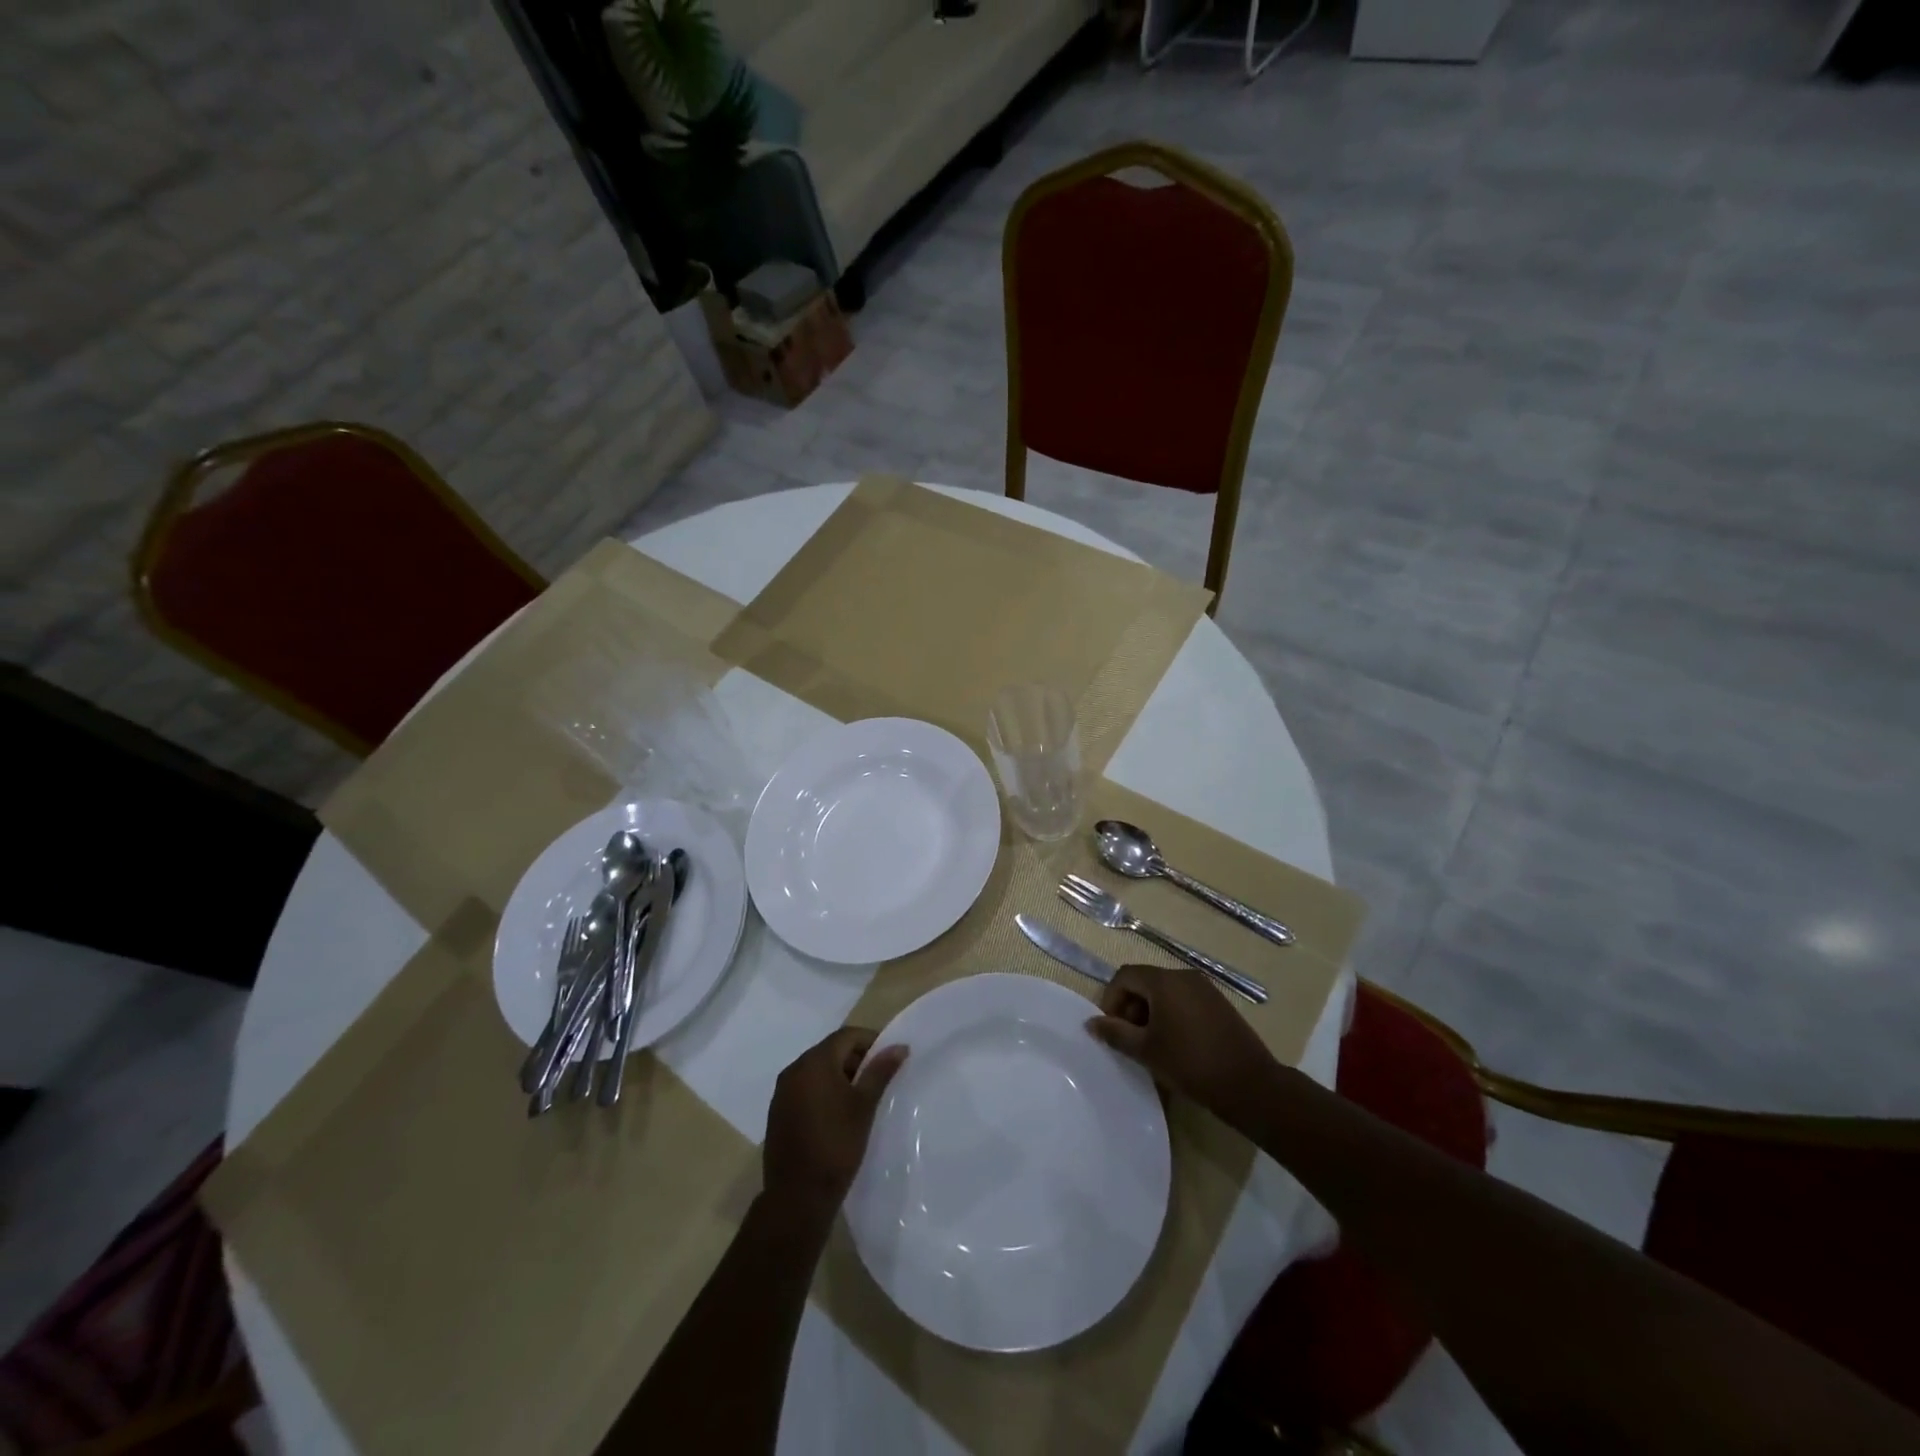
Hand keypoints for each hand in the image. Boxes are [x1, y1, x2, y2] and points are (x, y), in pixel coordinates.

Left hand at [762, 1027, 906, 1226]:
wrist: (797, 1196)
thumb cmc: (836, 1145)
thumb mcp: (864, 1106)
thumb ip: (880, 1071)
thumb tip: (899, 1047)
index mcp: (815, 1062)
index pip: (847, 1036)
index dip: (870, 1042)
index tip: (888, 1060)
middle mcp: (794, 1069)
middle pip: (830, 1050)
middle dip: (855, 1059)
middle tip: (877, 1080)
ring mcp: (782, 1091)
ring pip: (817, 1070)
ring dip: (839, 1075)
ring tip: (860, 1099)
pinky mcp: (777, 1112)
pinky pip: (804, 1088)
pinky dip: (822, 1091)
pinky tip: (836, 1114)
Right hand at [1086, 964, 1279, 1128]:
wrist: (1250, 1085)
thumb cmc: (1190, 1064)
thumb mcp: (1146, 1051)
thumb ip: (1115, 1033)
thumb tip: (1091, 1023)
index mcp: (1164, 981)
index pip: (1125, 976)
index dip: (1111, 999)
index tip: (1112, 1029)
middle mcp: (1184, 976)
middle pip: (1145, 981)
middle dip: (1131, 1006)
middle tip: (1130, 1039)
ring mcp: (1205, 988)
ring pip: (1165, 991)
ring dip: (1150, 1011)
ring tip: (1152, 1044)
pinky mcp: (1219, 1003)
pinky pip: (1185, 999)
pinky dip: (1172, 1014)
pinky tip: (1176, 1044)